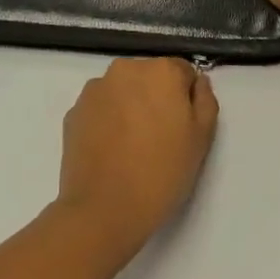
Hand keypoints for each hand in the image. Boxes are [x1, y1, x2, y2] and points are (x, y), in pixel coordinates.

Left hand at [55, 57, 218, 258]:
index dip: (186, 98)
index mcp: (161, 70)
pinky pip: (100, 108)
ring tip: (132, 145)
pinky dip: (108, 120)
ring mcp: (95, 89)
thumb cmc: (162, 172)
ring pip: (123, 90)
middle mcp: (126, 69)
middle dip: (156, 97)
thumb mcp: (202, 137)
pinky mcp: (74, 111)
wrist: (104, 209)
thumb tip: (196, 82)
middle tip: (160, 136)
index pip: (183, 72)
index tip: (183, 125)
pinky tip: (112, 150)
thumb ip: (205, 99)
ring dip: (130, 106)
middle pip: (150, 76)